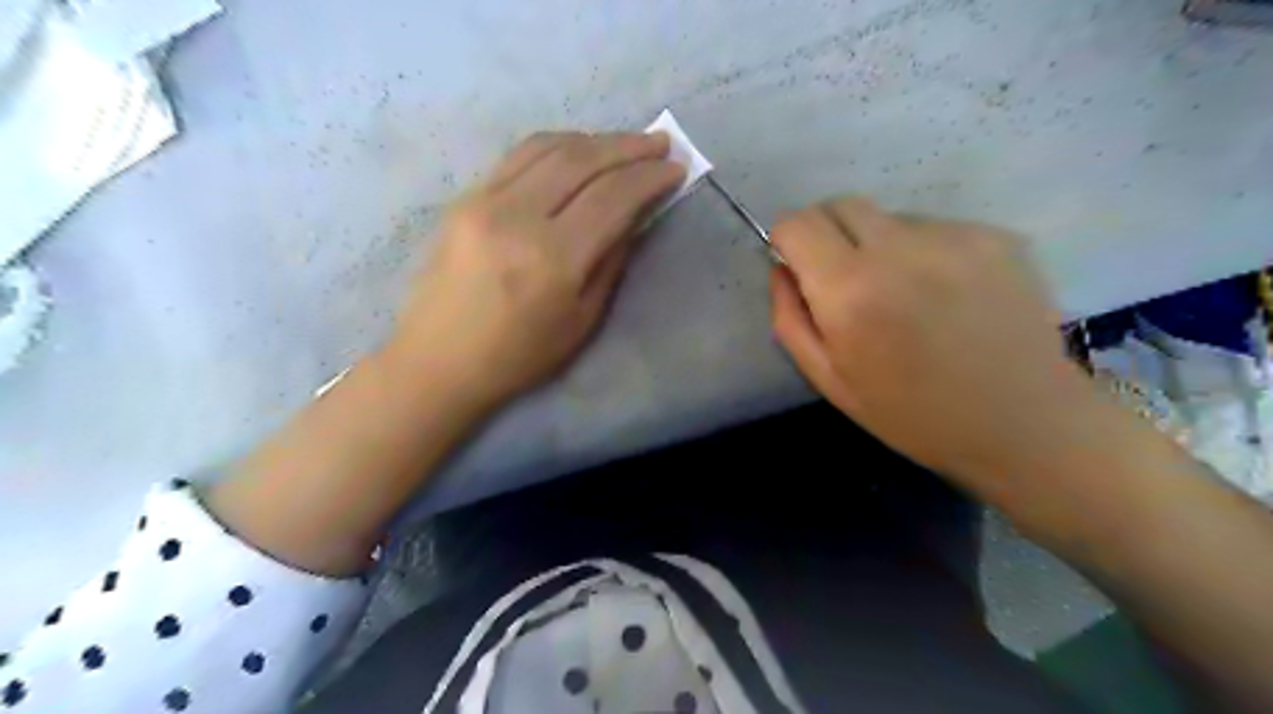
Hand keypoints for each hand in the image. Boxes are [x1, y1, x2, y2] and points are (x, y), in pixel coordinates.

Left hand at [388, 129, 686, 410]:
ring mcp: (485, 200)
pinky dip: (557, 143)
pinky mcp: (466, 197)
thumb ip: (611, 261)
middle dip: (628, 147)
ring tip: (624, 143)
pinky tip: (578, 148)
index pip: (612, 198)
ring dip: (595, 139)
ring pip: (550, 147)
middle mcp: (518, 217)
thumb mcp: (581, 320)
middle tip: (659, 143)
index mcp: (553, 259)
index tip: (675, 169)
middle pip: (583, 161)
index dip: (649, 178)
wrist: (438, 361)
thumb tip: (633, 215)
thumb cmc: (518, 356)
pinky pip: (519, 155)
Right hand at [770, 199, 1100, 487]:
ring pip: (889, 218)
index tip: (798, 267)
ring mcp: (953, 236)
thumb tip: (781, 268)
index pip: (798, 223)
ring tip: (907, 297)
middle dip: (827, 233)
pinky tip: (947, 297)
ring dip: (879, 246)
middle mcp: (899, 248)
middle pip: (840, 204)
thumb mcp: (829, 379)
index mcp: (850, 290)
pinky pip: (934, 229)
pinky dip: (924, 253)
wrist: (1024, 423)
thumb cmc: (912, 414)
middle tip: (845, 281)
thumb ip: (790, 317)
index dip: (788, 241)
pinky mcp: (995, 235)